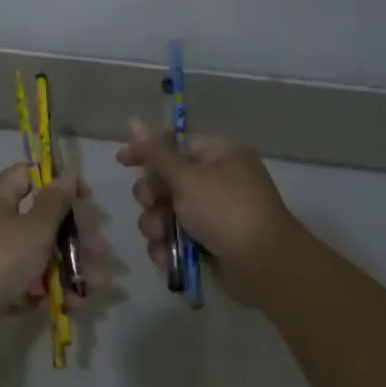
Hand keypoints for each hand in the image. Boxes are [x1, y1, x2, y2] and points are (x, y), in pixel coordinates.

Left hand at [0, 164, 87, 350]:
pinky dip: (51, 290)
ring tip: (99, 285)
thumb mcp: (34, 227)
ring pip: (39, 254)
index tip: (87, 198)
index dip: (60, 183)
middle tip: (100, 250)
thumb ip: (55, 202)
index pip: (30, 175)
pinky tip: (75, 305)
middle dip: (75, 236)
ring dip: (71, 267)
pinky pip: (29, 282)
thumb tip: (67, 174)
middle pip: (41, 219)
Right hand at [116, 121, 296, 277]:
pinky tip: (165, 256)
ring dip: (156, 224)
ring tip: (160, 237)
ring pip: (167, 212)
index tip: (122, 162)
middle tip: (152, 205)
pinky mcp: (209, 242)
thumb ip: (156, 153)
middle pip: (167, 180)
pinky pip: (177, 237)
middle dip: (152, 196)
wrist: (263, 265)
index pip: (175, 145)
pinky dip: (168, 245)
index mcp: (220, 155)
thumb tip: (133, 121)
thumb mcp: (187, 178)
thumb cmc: (225, 210)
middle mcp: (217, 180)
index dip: (147, 152)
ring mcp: (214, 213)